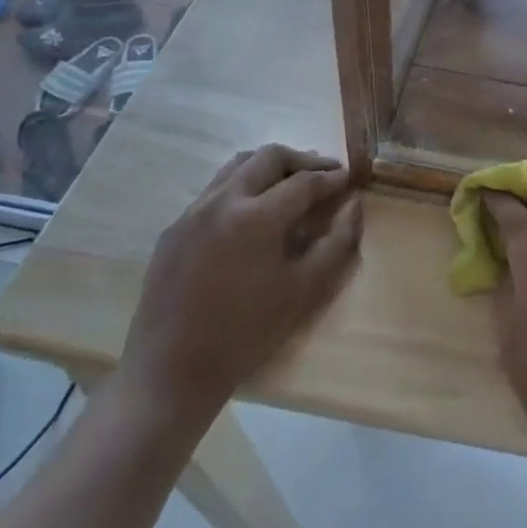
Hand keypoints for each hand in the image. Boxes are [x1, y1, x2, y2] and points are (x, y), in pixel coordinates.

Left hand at [118, 144, 361, 435]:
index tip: (350, 179)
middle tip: (325, 174)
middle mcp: (222, 201)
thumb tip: (354, 204)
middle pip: (269, 157)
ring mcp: (193, 212)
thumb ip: (337, 241)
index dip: (332, 178)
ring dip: (269, 167)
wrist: (171, 370)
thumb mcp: (304, 289)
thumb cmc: (247, 332)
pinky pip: (214, 190)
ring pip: (237, 166)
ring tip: (291, 183)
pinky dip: (242, 186)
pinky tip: (253, 213)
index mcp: (256, 216)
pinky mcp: (174, 228)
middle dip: (302, 160)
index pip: (304, 180)